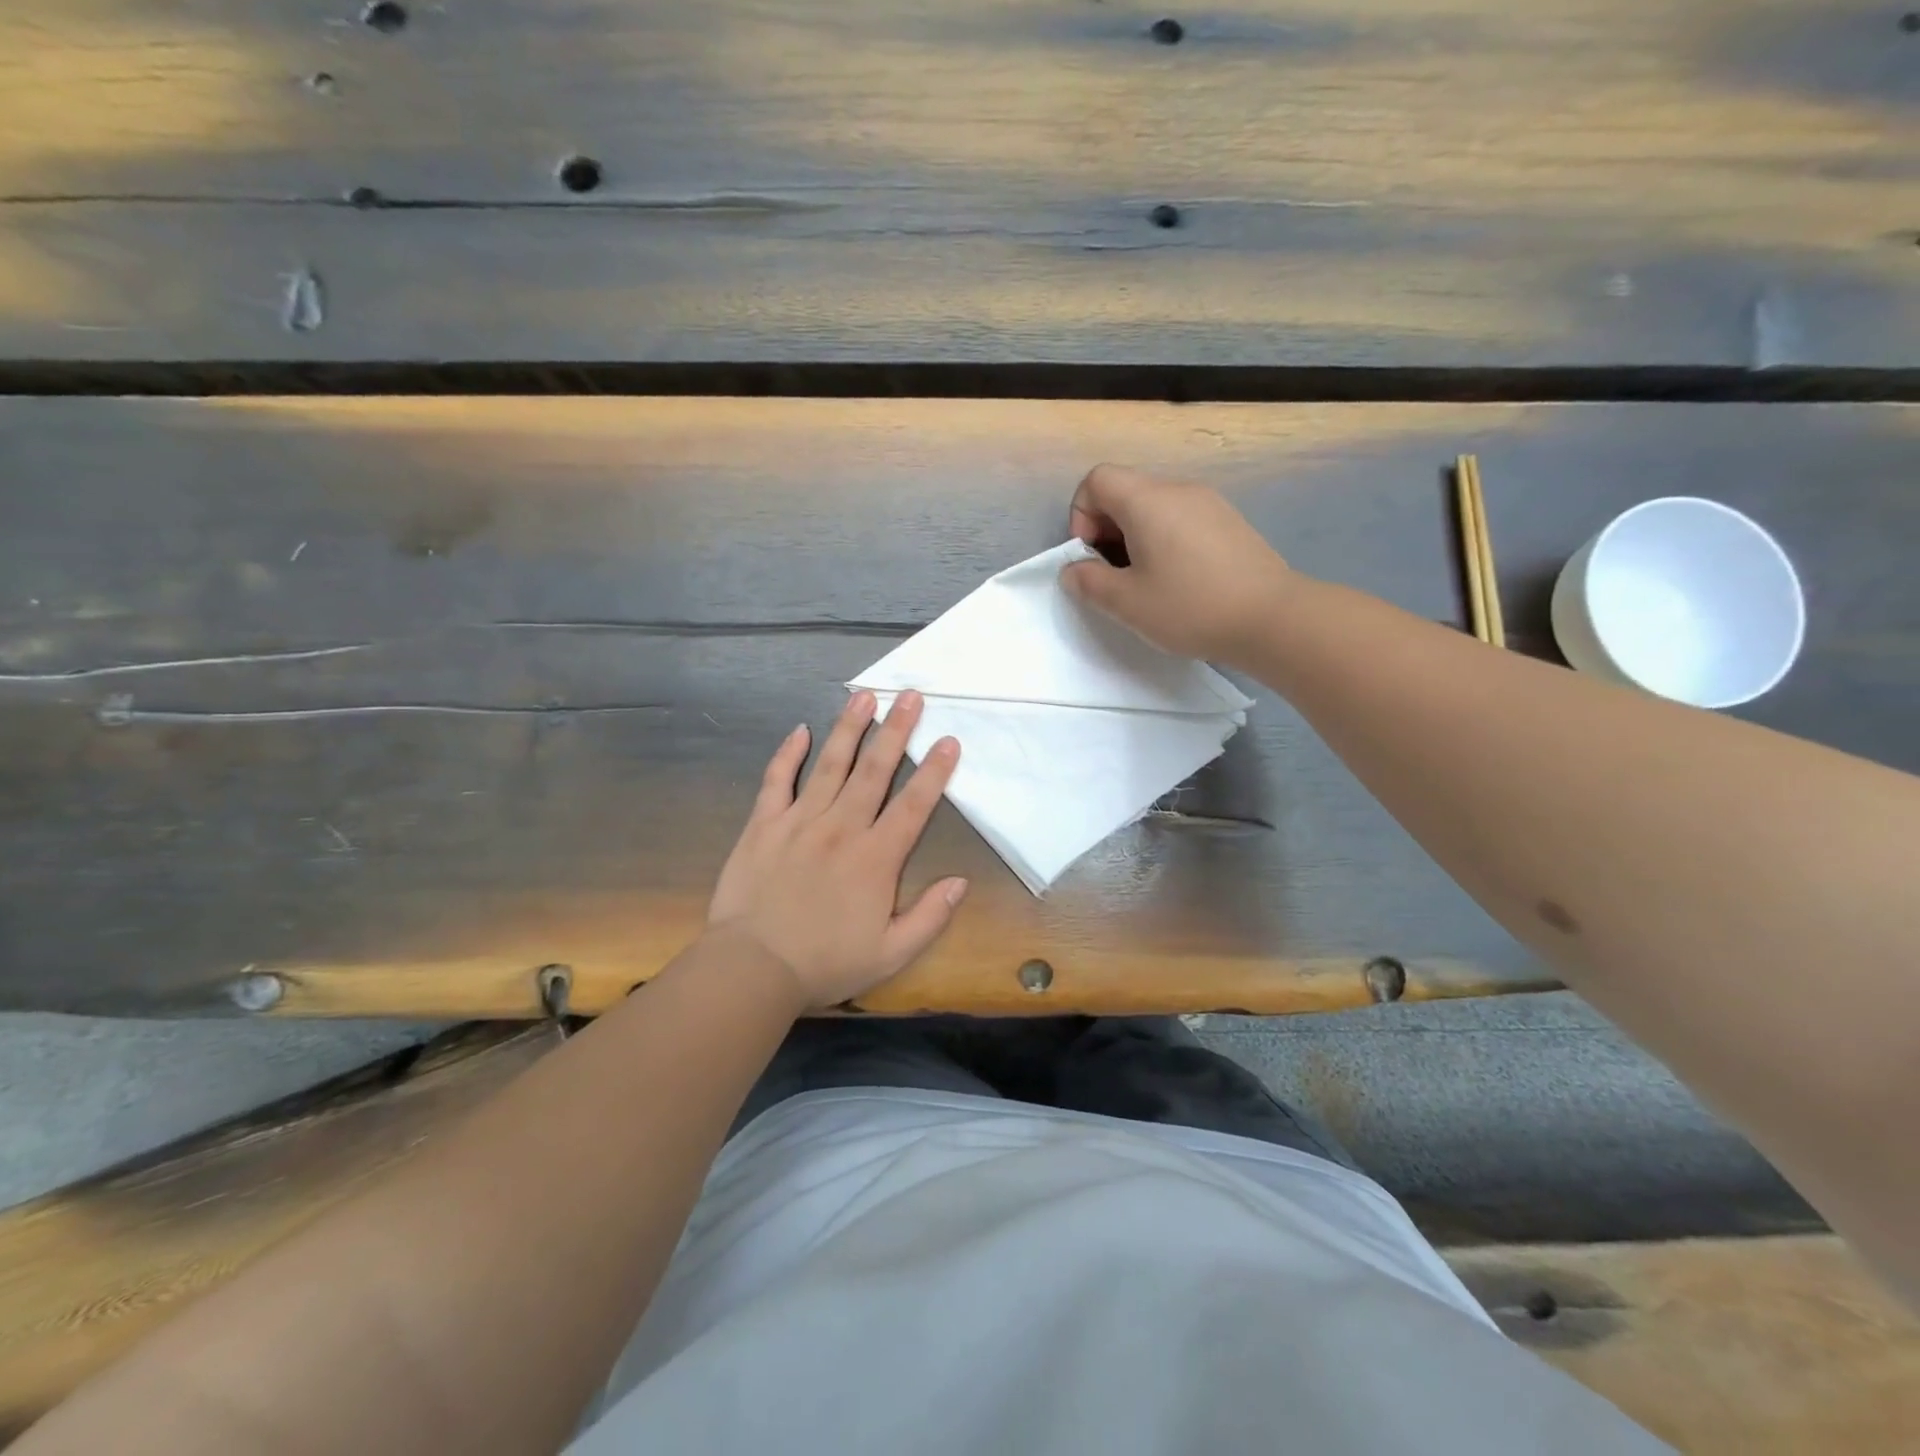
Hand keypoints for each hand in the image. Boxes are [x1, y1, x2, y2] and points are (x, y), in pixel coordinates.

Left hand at [707, 690, 965, 1008]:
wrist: (753, 968)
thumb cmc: (826, 963)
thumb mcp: (892, 954)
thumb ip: (930, 917)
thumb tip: (961, 882)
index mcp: (876, 858)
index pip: (913, 805)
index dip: (935, 772)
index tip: (948, 741)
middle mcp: (842, 828)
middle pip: (874, 771)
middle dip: (896, 731)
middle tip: (910, 696)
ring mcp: (800, 822)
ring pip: (831, 765)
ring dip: (849, 729)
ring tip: (864, 697)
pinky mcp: (764, 825)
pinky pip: (777, 780)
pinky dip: (788, 754)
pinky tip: (800, 731)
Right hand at [1060, 463, 1293, 665]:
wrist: (1271, 618)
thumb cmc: (1190, 607)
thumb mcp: (1126, 603)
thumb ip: (1088, 582)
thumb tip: (1073, 570)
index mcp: (1147, 501)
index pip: (1097, 479)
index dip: (1081, 515)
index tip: (1091, 556)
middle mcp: (1178, 490)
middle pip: (1125, 491)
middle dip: (1106, 529)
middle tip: (1114, 575)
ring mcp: (1208, 503)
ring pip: (1154, 506)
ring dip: (1135, 537)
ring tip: (1146, 582)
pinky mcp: (1229, 522)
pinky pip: (1181, 518)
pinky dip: (1165, 540)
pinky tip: (1179, 580)